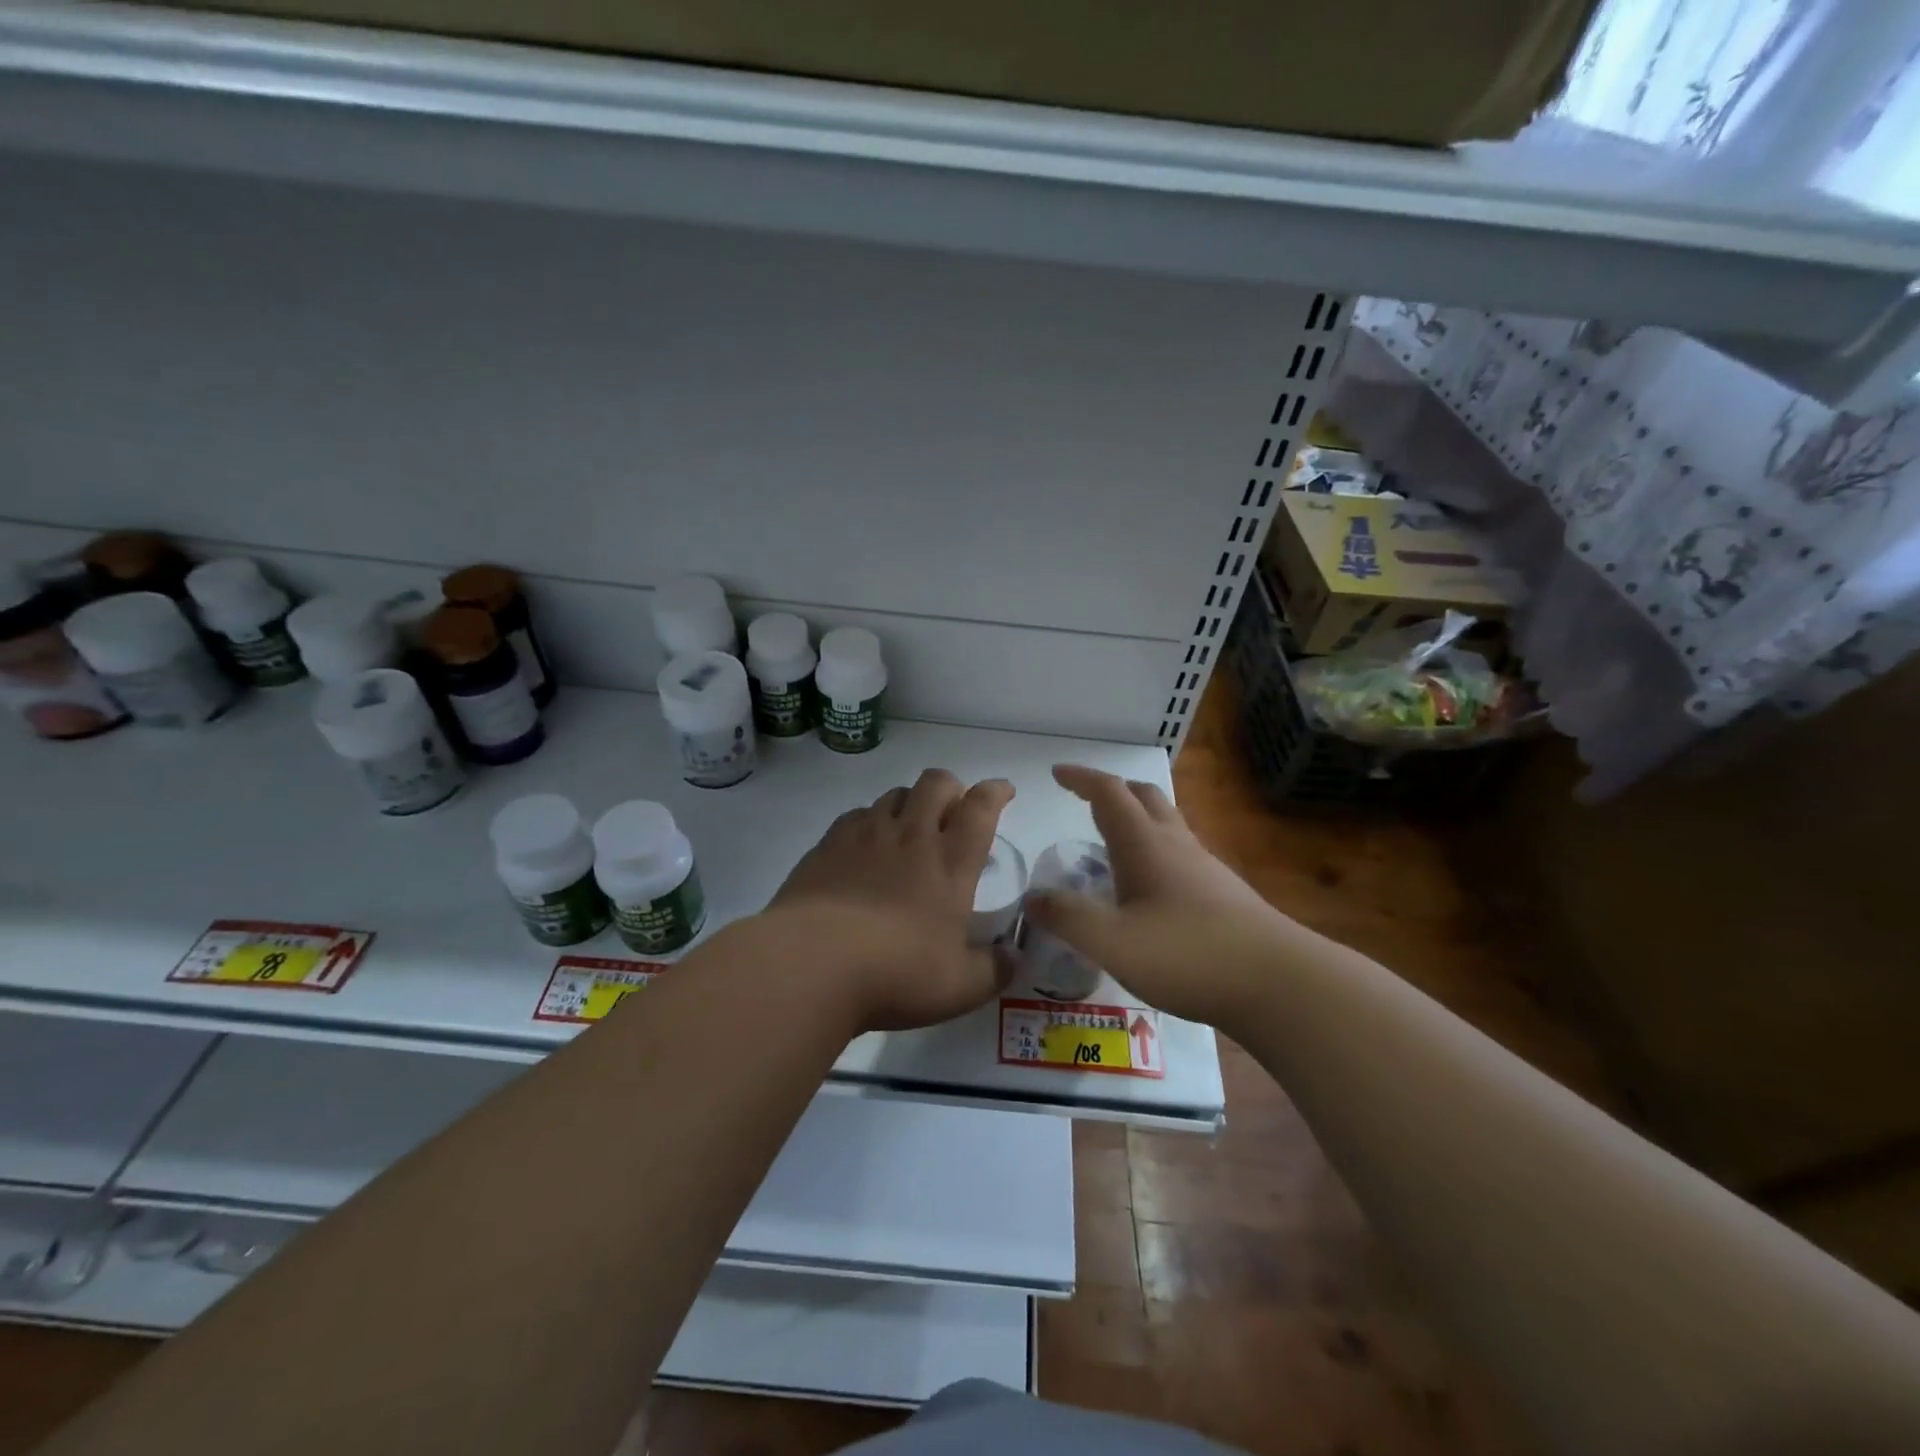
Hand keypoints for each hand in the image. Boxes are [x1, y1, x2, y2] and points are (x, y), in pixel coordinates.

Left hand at [768, 768, 1015, 1032]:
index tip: (1003, 790)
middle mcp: (911, 835)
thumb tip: (1013, 958)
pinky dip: (870, 821)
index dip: (995, 792)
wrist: (812, 963)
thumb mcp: (960, 987)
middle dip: (951, 787)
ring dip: (911, 802)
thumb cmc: (898, 972)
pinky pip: (856, 815)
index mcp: (951, 862)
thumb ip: (993, 970)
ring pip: (895, 794)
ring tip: (909, 827)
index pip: (981, 808)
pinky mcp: (827, 845)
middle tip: (953, 808)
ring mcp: (865, 835)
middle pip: (936, 783)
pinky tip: (864, 846)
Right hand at [1021, 764, 1289, 1028]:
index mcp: (1145, 844)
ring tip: (1111, 844)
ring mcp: (1205, 866)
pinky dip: (1155, 850)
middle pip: (1144, 797)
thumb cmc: (1188, 954)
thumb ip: (1068, 918)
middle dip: (1112, 791)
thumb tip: (1033, 898)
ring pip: (1167, 823)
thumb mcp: (1112, 942)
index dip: (1081, 778)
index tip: (1057, 773)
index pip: (1109, 793)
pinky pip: (1181, 852)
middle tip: (1085, 801)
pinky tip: (1150, 887)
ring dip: (1136, 819)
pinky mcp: (1223, 892)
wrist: (1278, 982)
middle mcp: (1176, 844)